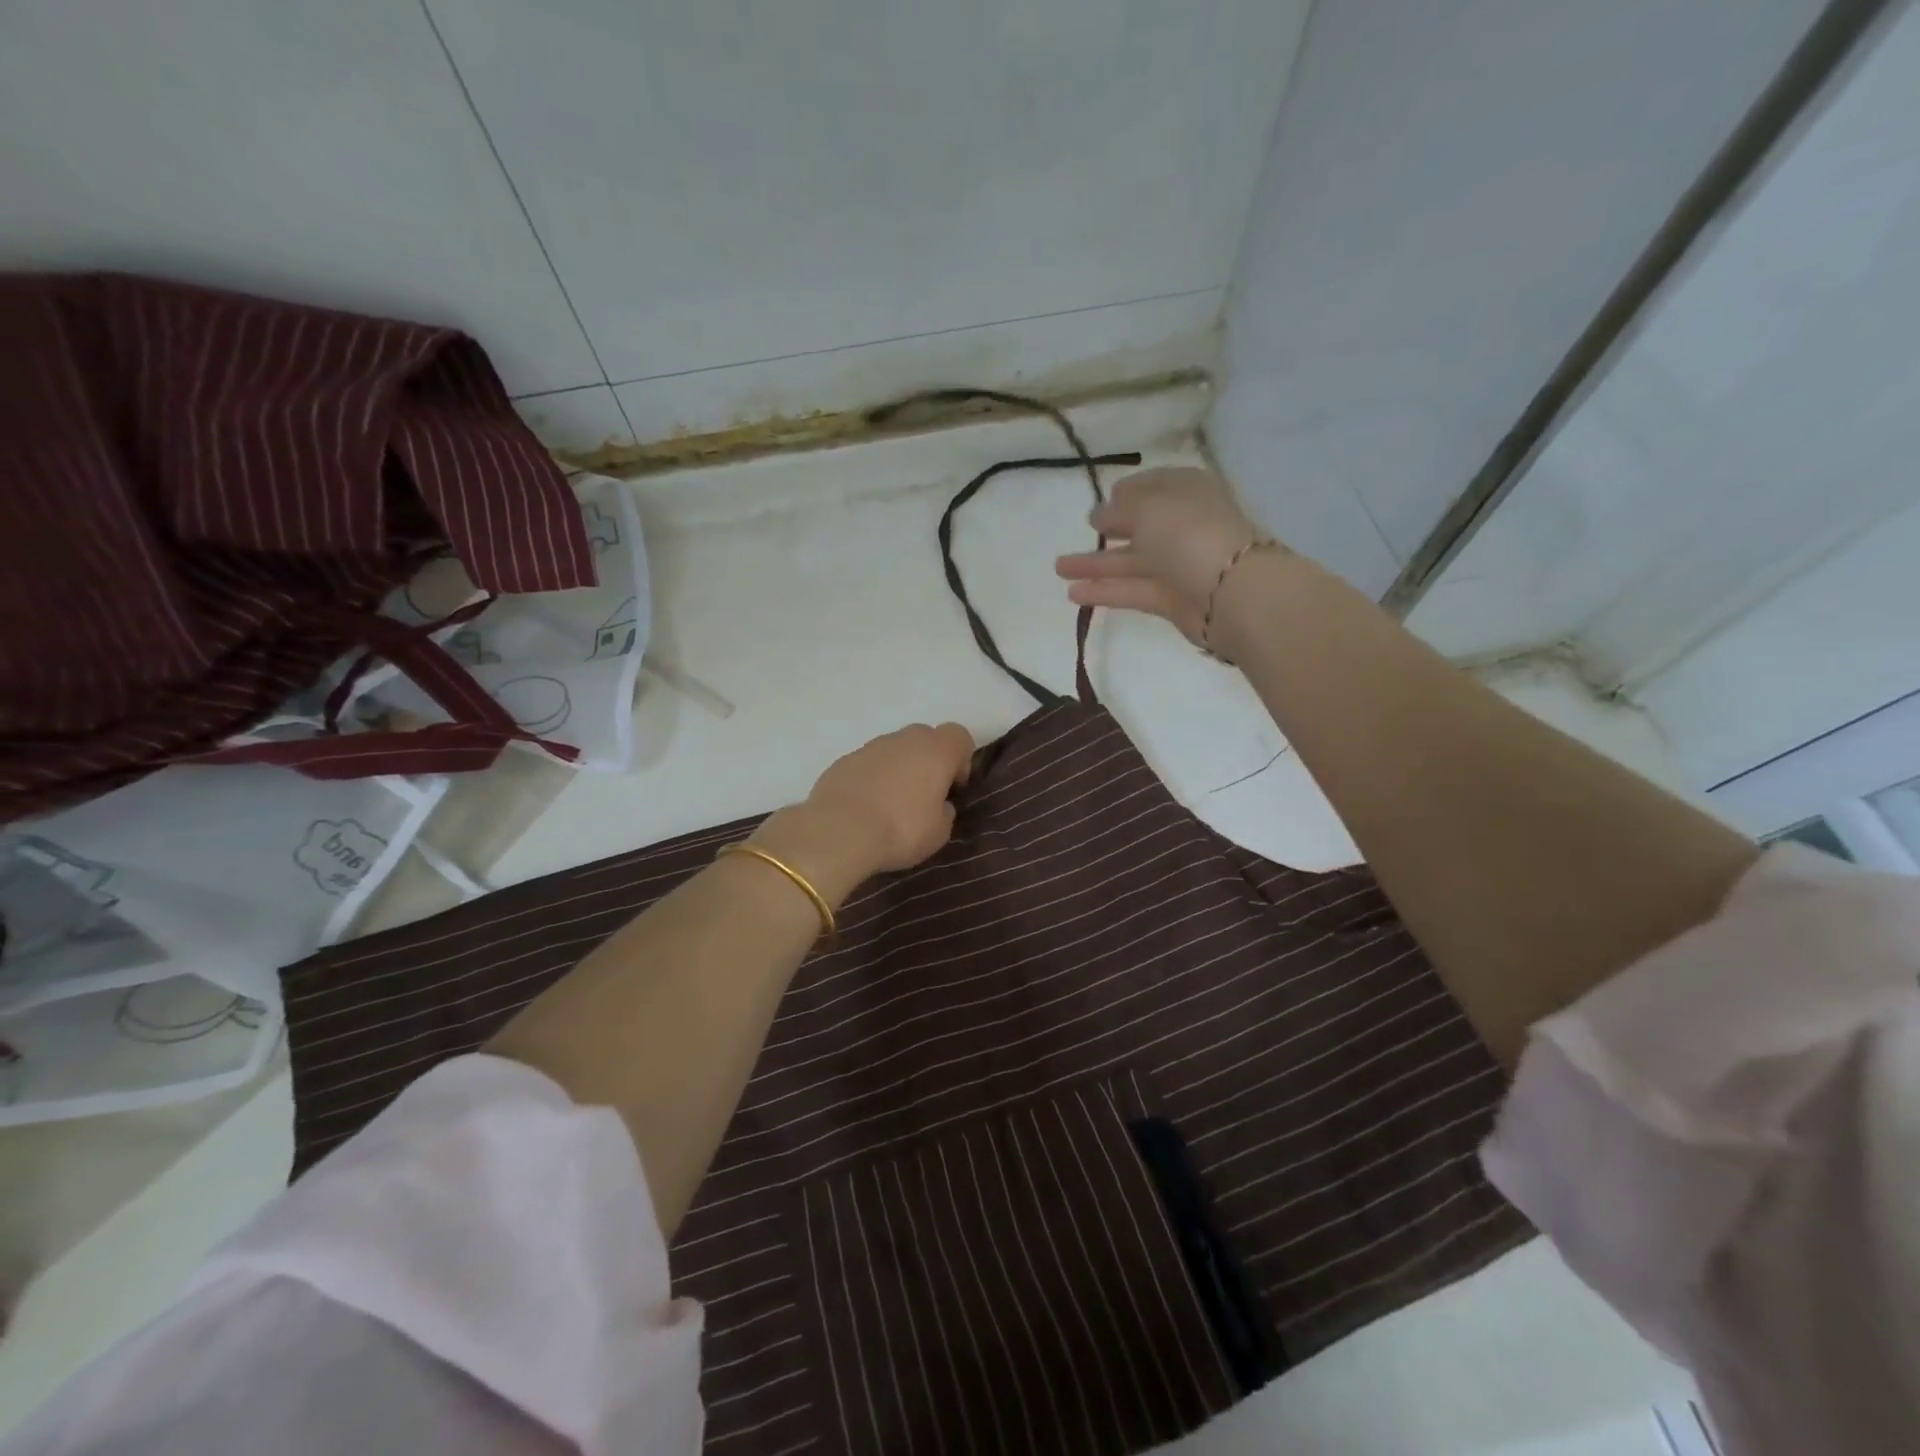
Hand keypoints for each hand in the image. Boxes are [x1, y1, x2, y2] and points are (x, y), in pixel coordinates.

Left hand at [796, 722, 975, 875]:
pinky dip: (872, 779)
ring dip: (899, 770)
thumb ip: (945, 812)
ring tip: (891, 806)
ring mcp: (871, 747)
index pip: (959, 736)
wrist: (839, 831)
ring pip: (895, 750)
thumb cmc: (901, 829)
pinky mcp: (844, 760)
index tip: (953, 788)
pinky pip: (869, 764)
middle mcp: (904, 739)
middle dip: (929, 762)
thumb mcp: (939, 832)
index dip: (962, 760)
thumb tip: (939, 805)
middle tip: (924, 796)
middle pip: (926, 739)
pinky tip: (866, 808)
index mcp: (935, 751)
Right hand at [1055, 467, 1273, 645]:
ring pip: (1131, 561)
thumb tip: (1100, 514)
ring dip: (1096, 564)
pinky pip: (1132, 590)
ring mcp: (1179, 564)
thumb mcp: (1148, 507)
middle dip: (1109, 528)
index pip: (1155, 486)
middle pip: (1141, 525)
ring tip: (1059, 569)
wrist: (1230, 592)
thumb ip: (1118, 509)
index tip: (1105, 497)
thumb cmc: (1189, 534)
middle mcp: (1183, 525)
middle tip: (1081, 531)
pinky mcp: (1171, 599)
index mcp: (1186, 492)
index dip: (1128, 491)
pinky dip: (1105, 590)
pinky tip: (1074, 593)